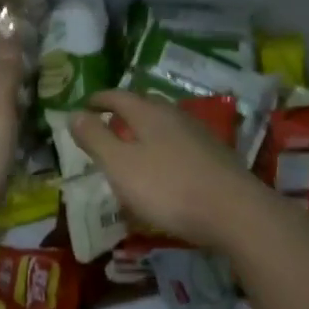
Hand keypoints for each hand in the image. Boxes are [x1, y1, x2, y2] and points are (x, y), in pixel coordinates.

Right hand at [70, 91, 265, 250]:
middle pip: (145, 106)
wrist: (234, 212)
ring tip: (132, 146)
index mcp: (149, 113)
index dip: (100, 99)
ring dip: (145, 131)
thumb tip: (74, 113)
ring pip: (165, 125)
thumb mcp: (120, 165)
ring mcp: (199, 135)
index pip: (119, 96)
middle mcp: (175, 116)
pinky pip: (179, 144)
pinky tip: (163, 168)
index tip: (85, 104)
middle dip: (124, 111)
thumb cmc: (168, 188)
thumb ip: (96, 139)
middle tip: (107, 122)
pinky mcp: (215, 157)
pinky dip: (163, 149)